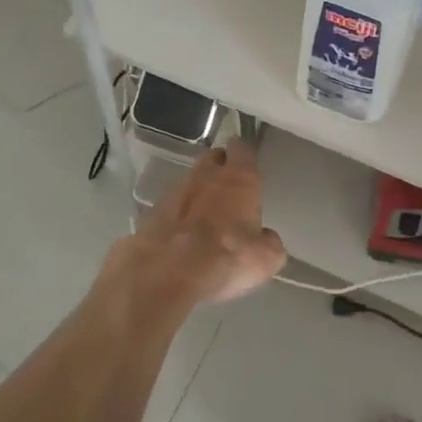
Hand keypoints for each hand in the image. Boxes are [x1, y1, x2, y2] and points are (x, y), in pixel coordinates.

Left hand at [113, 140, 286, 312]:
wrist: (169, 272)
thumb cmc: (228, 257)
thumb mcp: (267, 258)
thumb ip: (269, 241)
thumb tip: (266, 237)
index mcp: (239, 179)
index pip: (242, 149)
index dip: (244, 154)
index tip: (247, 161)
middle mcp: (207, 176)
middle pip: (212, 157)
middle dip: (219, 165)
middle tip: (227, 184)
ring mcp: (175, 192)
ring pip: (190, 180)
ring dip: (197, 191)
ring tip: (204, 214)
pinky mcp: (152, 212)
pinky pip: (170, 206)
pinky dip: (177, 214)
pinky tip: (181, 234)